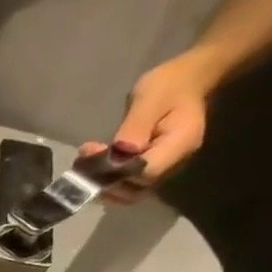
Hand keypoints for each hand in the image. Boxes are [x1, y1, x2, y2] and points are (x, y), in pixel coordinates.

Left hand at [80, 52, 220, 203]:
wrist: (186, 81)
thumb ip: (137, 126)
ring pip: (128, 191)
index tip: (96, 154)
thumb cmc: (169, 85)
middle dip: (105, 180)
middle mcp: (173, 163)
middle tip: (85, 158)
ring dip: (102, 181)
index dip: (118, 172)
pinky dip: (107, 176)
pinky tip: (93, 158)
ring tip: (86, 157)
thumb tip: (121, 151)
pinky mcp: (149, 167)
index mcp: (180, 145)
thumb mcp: (150, 99)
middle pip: (135, 189)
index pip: (146, 174)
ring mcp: (162, 168)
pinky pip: (127, 182)